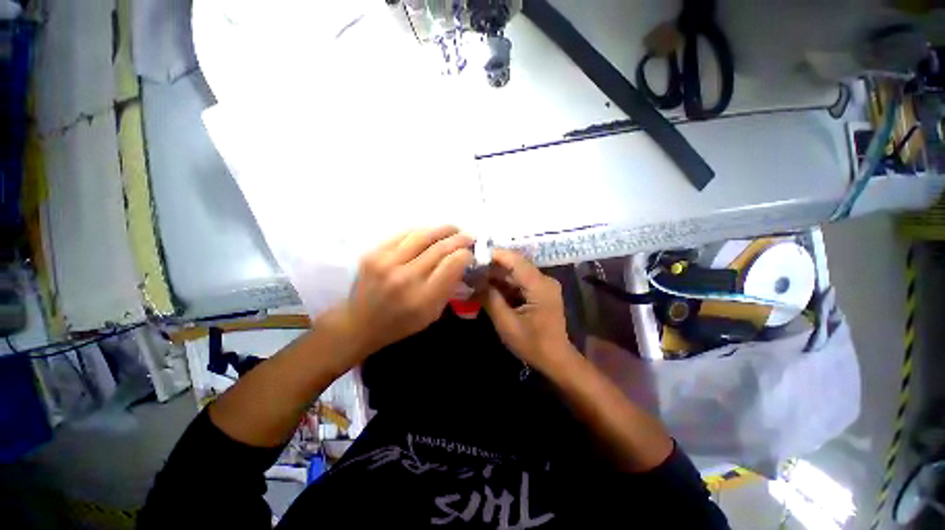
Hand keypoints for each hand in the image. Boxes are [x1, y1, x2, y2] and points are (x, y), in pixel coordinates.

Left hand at [328, 226, 472, 361]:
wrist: (359, 322)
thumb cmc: (401, 323)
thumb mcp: (432, 314)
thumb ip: (448, 287)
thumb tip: (461, 261)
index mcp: (423, 297)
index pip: (453, 264)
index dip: (465, 254)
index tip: (471, 252)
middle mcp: (406, 277)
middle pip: (440, 247)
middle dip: (459, 238)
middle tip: (468, 236)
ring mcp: (386, 262)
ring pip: (423, 234)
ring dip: (442, 229)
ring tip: (453, 229)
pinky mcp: (373, 252)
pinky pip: (404, 234)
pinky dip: (422, 231)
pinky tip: (430, 233)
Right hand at [481, 249, 575, 370]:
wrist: (556, 360)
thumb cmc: (533, 344)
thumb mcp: (507, 324)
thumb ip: (490, 299)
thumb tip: (474, 281)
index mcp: (540, 285)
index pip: (515, 260)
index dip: (494, 255)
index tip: (473, 255)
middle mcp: (544, 280)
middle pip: (515, 265)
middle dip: (492, 267)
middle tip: (470, 270)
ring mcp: (543, 286)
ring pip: (515, 274)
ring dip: (496, 277)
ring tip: (474, 279)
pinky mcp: (540, 292)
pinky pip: (519, 283)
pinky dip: (503, 286)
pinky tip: (488, 289)